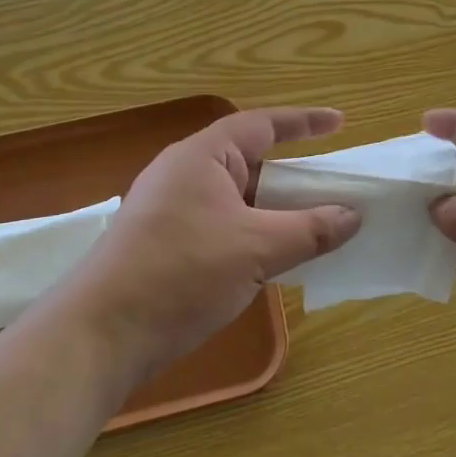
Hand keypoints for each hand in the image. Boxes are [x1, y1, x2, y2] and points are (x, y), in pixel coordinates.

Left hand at [71, 107, 361, 384]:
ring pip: (237, 198)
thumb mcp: (257, 250)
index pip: (261, 125)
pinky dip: (254, 233)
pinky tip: (275, 257)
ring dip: (275, 208)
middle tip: (333, 184)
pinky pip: (223, 225)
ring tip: (314, 222)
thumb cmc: (182, 273)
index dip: (304, 122)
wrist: (102, 334)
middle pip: (250, 162)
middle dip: (293, 173)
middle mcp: (184, 174)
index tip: (340, 124)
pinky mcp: (166, 244)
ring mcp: (172, 210)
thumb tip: (353, 216)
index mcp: (202, 157)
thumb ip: (310, 230)